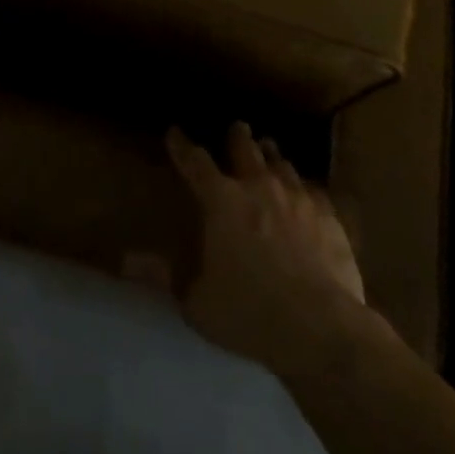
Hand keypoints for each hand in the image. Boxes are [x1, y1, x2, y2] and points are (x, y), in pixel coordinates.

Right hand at [158, 122, 370, 373]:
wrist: (321, 327)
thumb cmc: (249, 313)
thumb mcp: (197, 303)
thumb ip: (164, 278)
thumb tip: (125, 261)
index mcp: (222, 201)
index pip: (195, 163)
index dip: (183, 146)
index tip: (175, 132)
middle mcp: (258, 187)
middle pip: (246, 149)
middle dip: (238, 136)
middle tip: (237, 127)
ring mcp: (297, 198)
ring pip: (281, 164)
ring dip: (271, 156)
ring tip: (269, 149)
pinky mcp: (329, 216)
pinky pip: (313, 190)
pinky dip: (304, 187)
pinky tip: (307, 191)